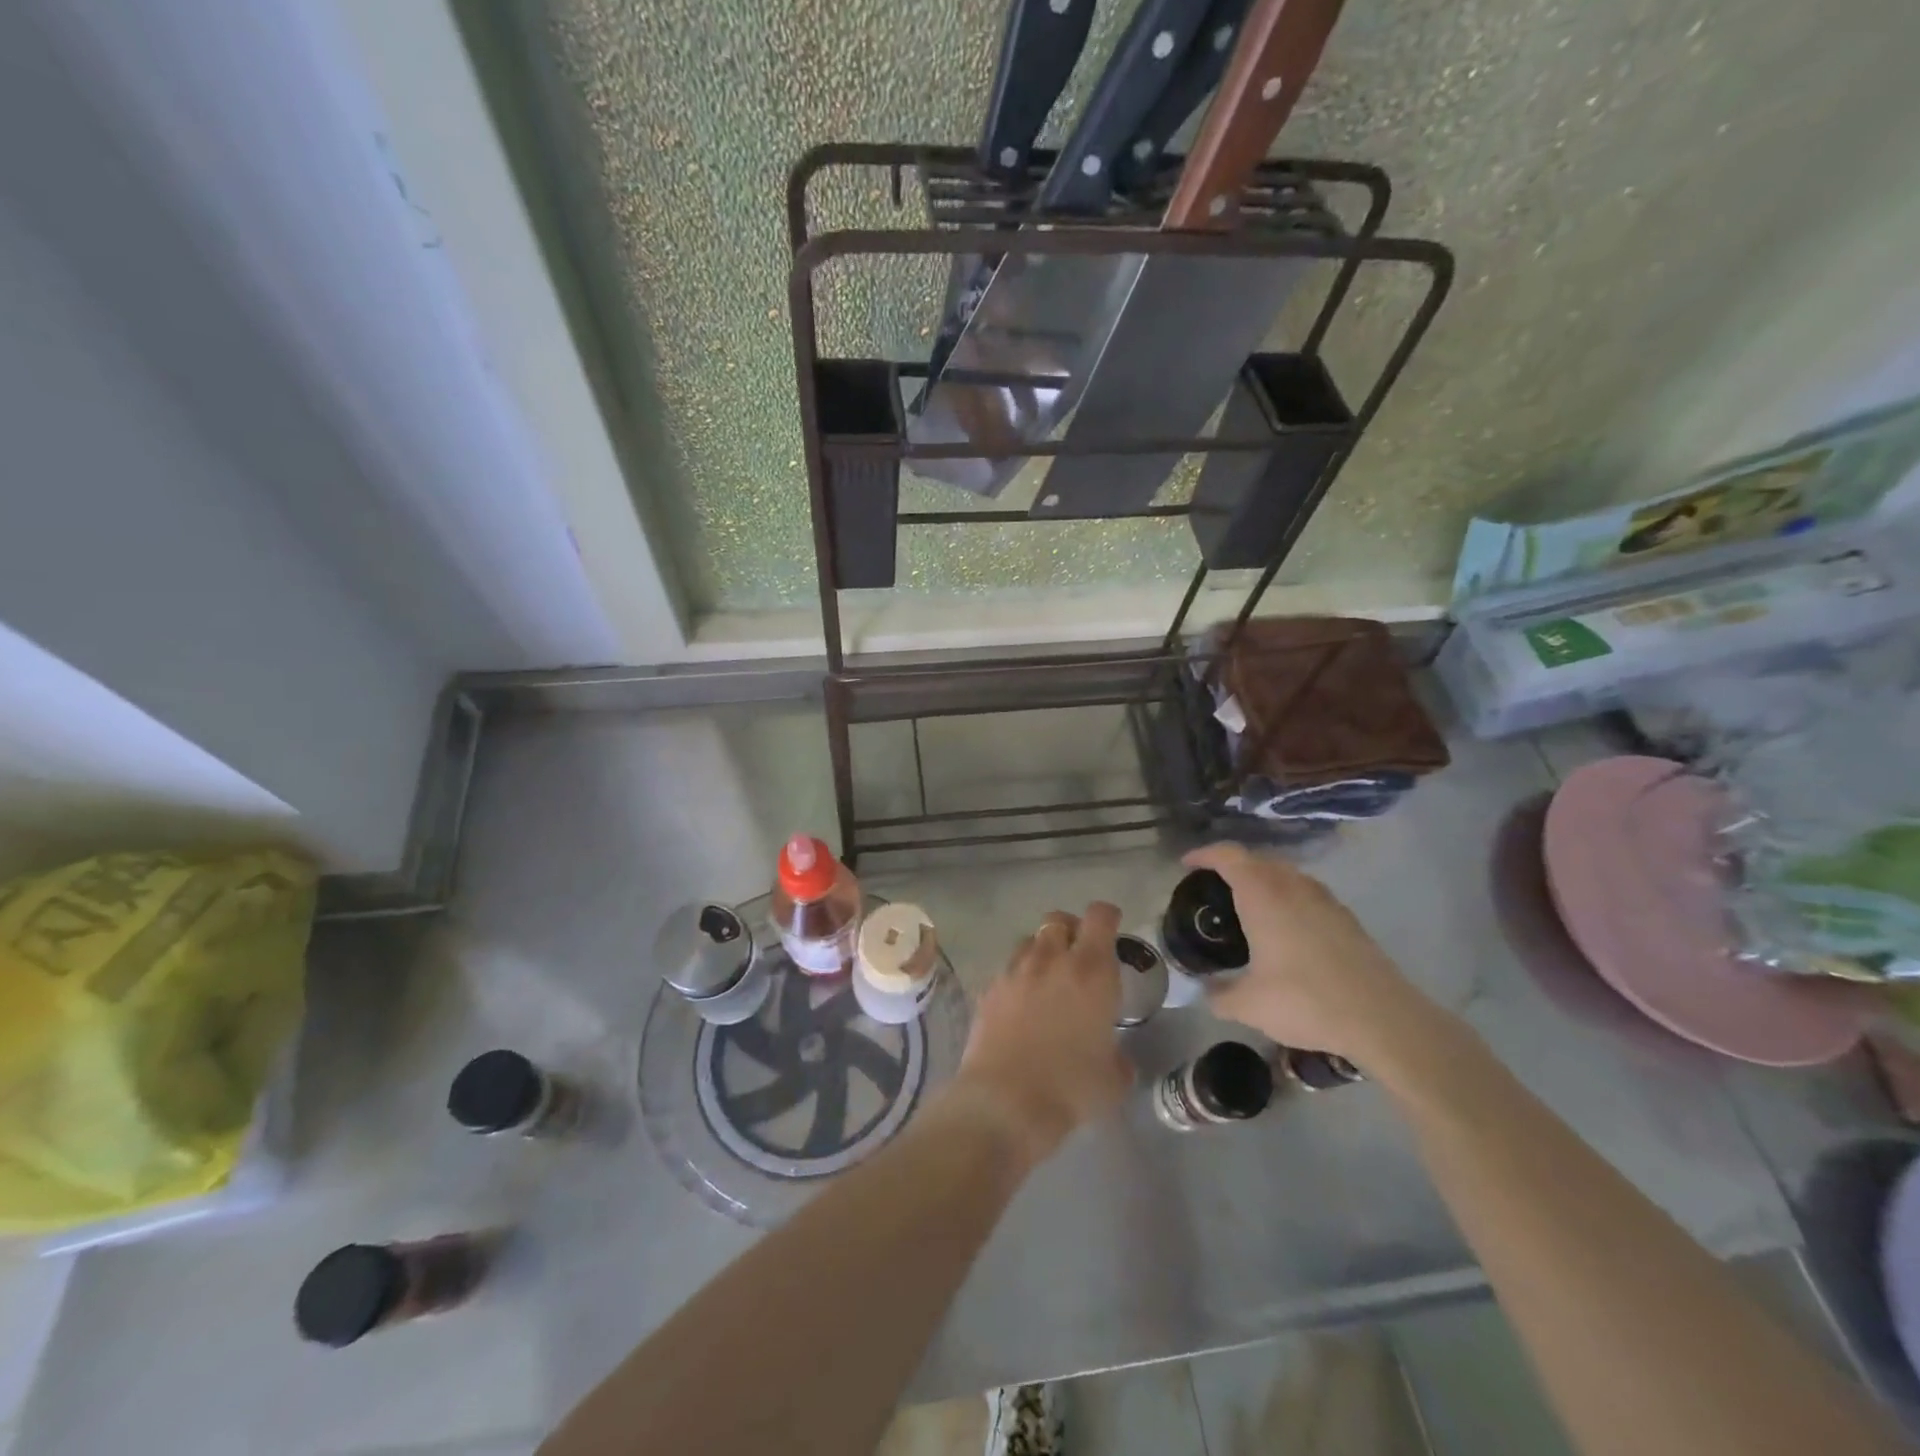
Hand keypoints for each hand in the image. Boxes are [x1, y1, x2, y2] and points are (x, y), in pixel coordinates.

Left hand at [952, 903, 1133, 1167]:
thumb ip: (1119, 1058)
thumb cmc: (1070, 1087)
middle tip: (1078, 954)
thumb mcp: (1113, 1079)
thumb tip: (1116, 1059)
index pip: (1100, 917)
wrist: (1005, 1101)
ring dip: (1042, 951)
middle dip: (1071, 929)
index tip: (1112, 927)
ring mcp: (1014, 971)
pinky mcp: (988, 988)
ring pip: (1030, 941)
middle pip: (1059, 919)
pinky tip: (1020, 1005)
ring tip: (1048, 978)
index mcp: (1091, 970)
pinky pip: (1008, 969)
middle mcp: (1051, 959)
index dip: (1107, 917)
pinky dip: (1018, 977)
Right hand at [1183, 844, 1431, 1063]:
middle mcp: (1292, 886)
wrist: (1382, 1018)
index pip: (1228, 856)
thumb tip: (1206, 992)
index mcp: (1263, 895)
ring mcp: (1324, 899)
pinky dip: (1286, 897)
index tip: (1187, 865)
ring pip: (1285, 873)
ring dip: (1262, 879)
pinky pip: (1306, 892)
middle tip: (1213, 888)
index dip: (1204, 855)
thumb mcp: (1250, 1005)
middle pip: (1257, 859)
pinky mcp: (1346, 917)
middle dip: (1232, 866)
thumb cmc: (1306, 1001)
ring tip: (1247, 906)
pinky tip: (1284, 929)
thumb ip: (1220, 995)